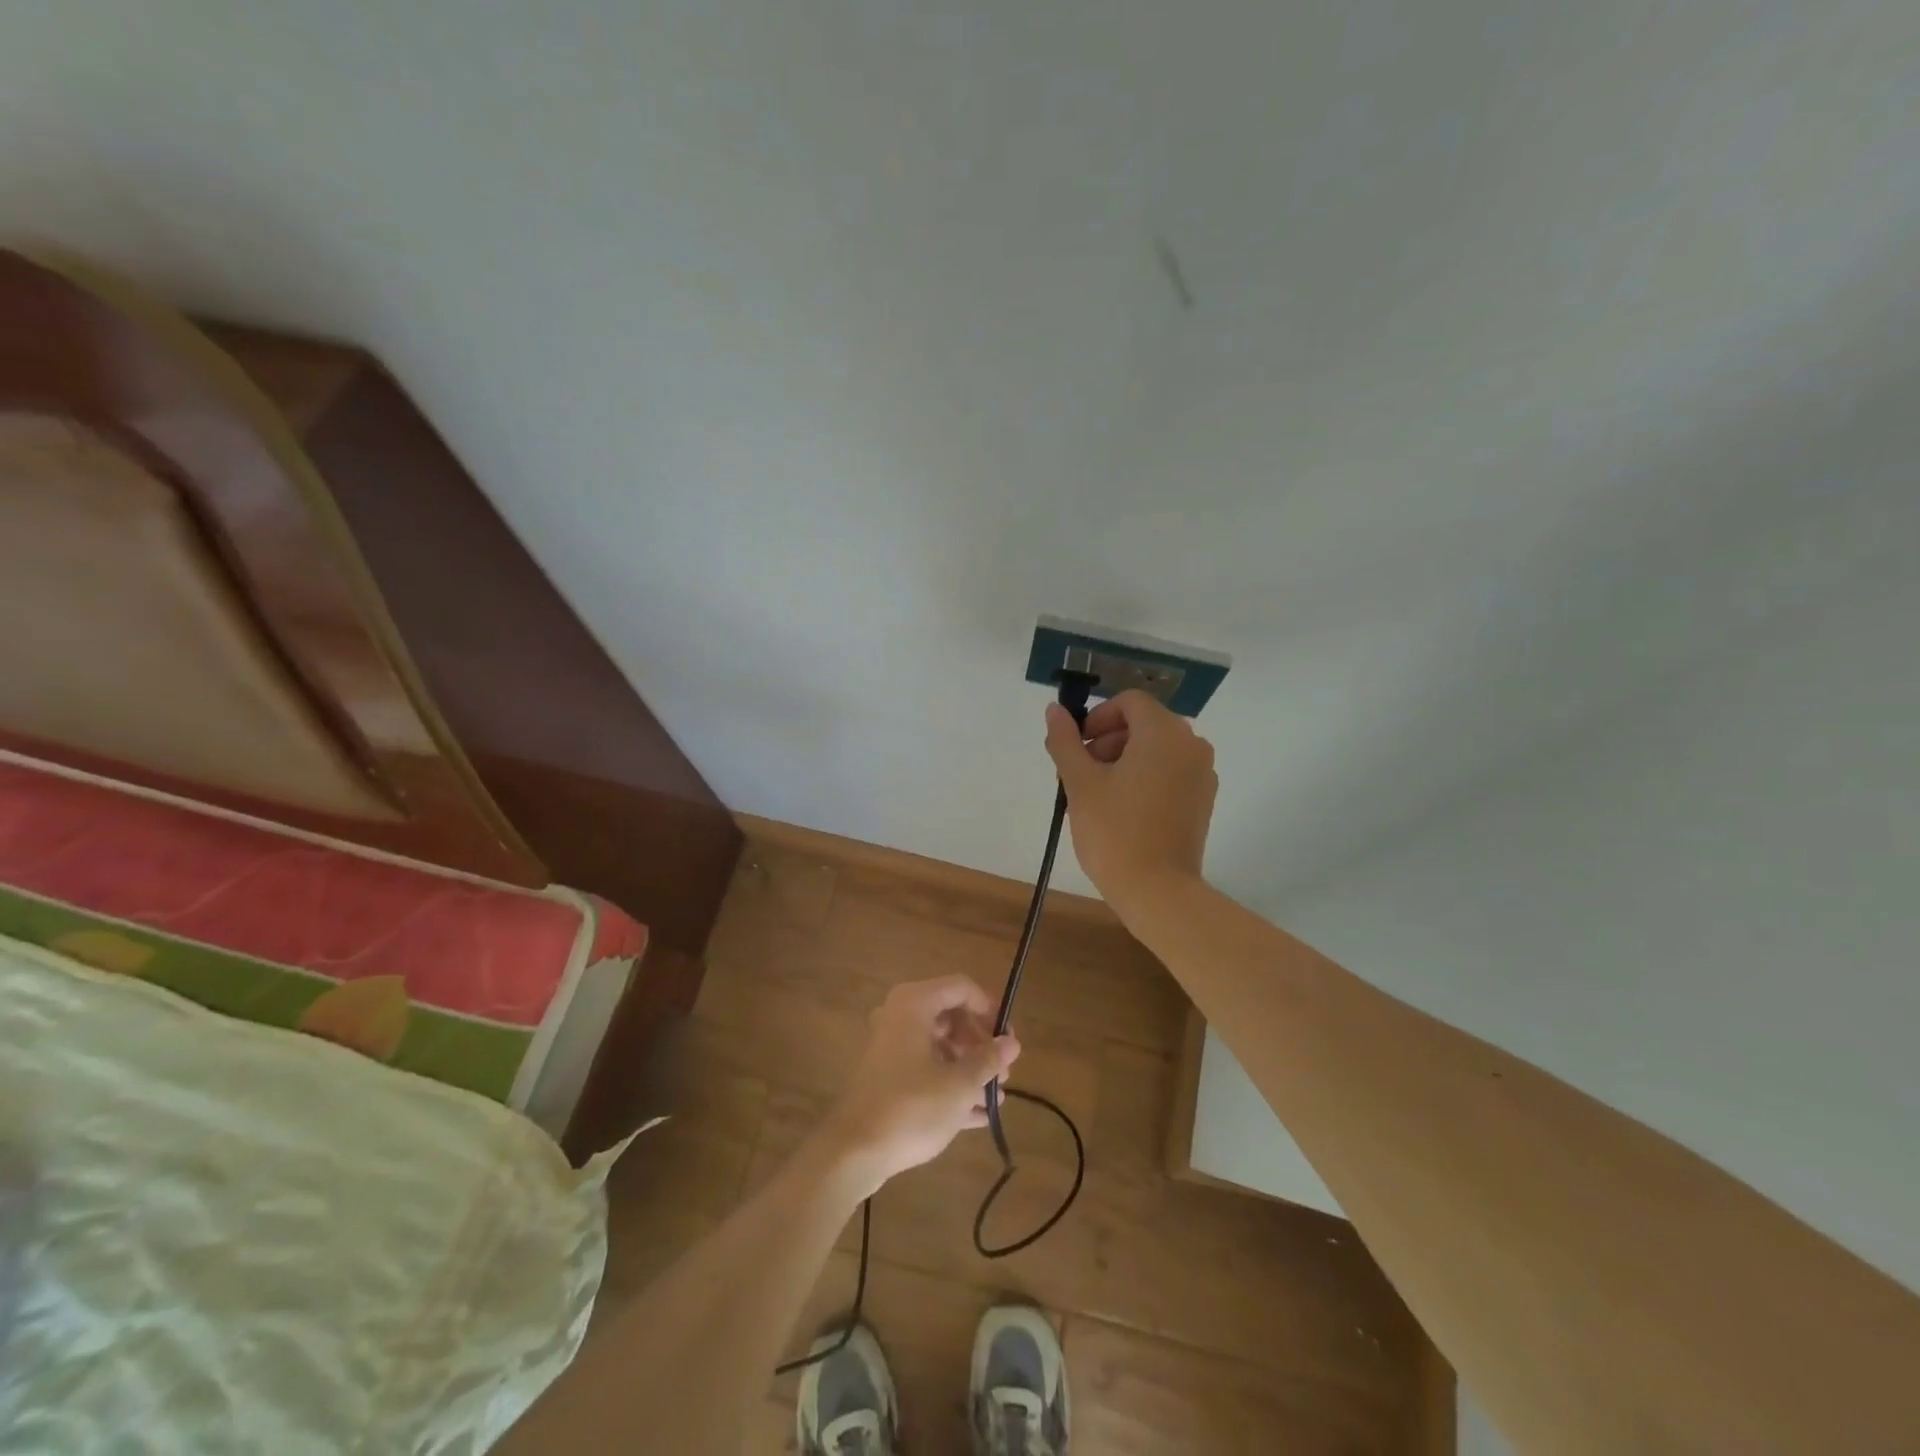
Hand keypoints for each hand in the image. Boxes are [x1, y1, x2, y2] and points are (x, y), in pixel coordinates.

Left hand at [816, 975, 1020, 1196]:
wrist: (854, 1152)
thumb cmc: (911, 1107)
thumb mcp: (959, 1085)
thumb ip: (988, 1060)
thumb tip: (1012, 1042)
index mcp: (914, 1004)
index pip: (961, 988)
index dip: (990, 1009)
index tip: (1008, 1039)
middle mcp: (900, 1015)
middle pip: (951, 1016)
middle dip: (980, 1045)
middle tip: (1003, 1073)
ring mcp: (891, 1046)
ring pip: (939, 1045)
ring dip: (969, 1068)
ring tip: (995, 1099)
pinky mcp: (886, 1075)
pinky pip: (925, 1068)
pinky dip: (950, 1084)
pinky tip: (978, 1115)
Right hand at [1044, 689, 1217, 917]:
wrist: (1158, 891)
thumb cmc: (1114, 832)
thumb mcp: (1080, 783)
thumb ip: (1065, 740)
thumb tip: (1054, 709)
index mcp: (1164, 733)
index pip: (1129, 702)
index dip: (1098, 718)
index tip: (1078, 748)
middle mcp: (1192, 744)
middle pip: (1144, 724)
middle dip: (1109, 740)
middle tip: (1082, 774)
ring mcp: (1202, 773)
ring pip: (1158, 749)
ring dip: (1125, 759)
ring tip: (1099, 794)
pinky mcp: (1203, 799)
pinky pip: (1171, 772)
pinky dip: (1146, 777)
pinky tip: (1125, 809)